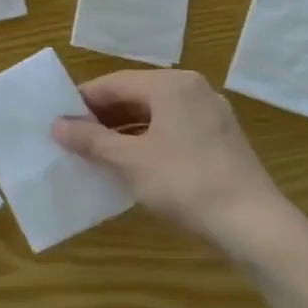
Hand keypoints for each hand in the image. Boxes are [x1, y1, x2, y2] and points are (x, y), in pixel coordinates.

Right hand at [52, 69, 289, 252]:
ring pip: (153, 115)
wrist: (251, 224)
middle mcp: (192, 90)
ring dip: (121, 132)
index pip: (113, 83)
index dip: (81, 102)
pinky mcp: (218, 140)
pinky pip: (171, 131)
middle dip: (101, 117)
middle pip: (134, 96)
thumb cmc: (184, 182)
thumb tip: (56, 125)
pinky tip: (128, 165)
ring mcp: (210, 115)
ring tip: (93, 154)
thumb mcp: (129, 160)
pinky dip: (145, 142)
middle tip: (70, 140)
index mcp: (171, 85)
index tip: (56, 122)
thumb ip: (90, 139)